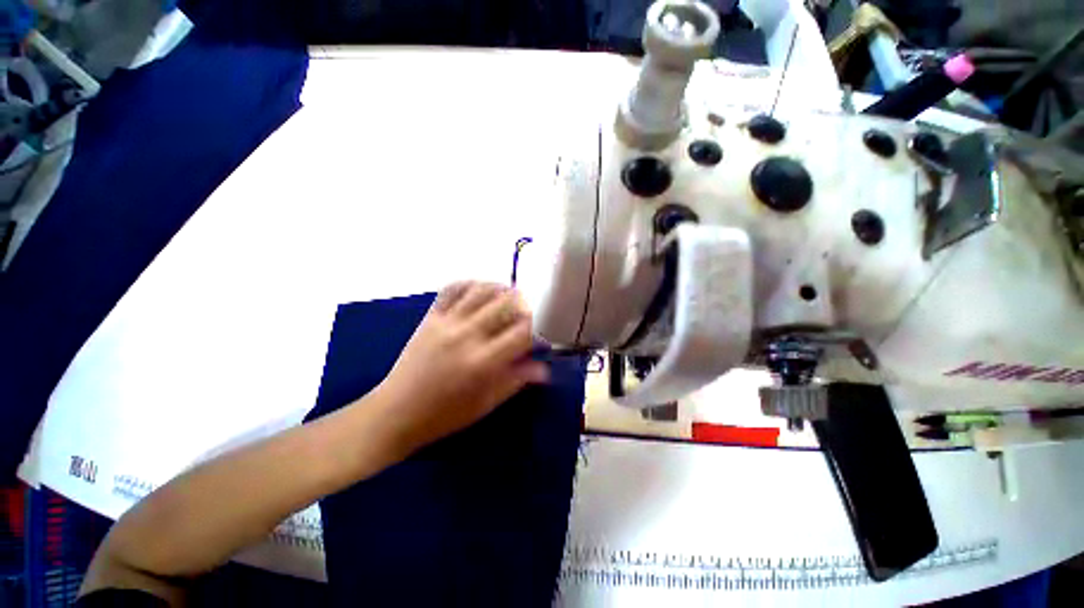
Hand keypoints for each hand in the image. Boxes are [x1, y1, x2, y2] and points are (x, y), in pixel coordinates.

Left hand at [371, 281, 550, 453]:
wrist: (396, 412)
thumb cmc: (445, 414)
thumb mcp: (486, 403)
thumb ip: (516, 380)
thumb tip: (543, 369)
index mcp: (484, 361)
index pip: (522, 333)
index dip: (536, 331)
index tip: (537, 338)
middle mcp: (468, 335)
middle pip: (505, 304)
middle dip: (523, 305)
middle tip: (526, 313)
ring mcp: (447, 322)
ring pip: (481, 291)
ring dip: (500, 289)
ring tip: (509, 295)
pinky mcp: (430, 317)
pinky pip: (452, 289)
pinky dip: (470, 283)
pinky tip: (479, 289)